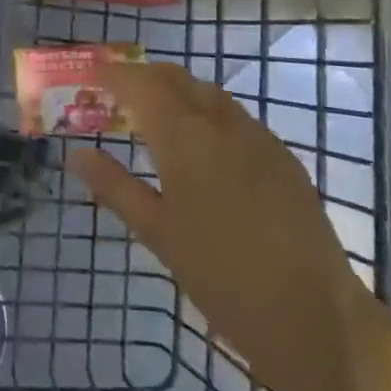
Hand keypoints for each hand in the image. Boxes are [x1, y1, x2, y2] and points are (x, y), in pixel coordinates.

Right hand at [68, 62, 390, 390]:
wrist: (314, 316)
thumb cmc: (220, 277)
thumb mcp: (157, 233)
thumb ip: (114, 187)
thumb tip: (76, 153)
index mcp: (186, 137)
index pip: (141, 84)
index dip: (114, 74)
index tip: (91, 75)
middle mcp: (222, 123)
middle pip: (177, 78)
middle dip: (144, 77)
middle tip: (116, 95)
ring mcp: (259, 137)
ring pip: (209, 94)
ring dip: (177, 93)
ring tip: (153, 117)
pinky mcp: (283, 157)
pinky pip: (235, 117)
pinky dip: (207, 113)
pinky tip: (201, 146)